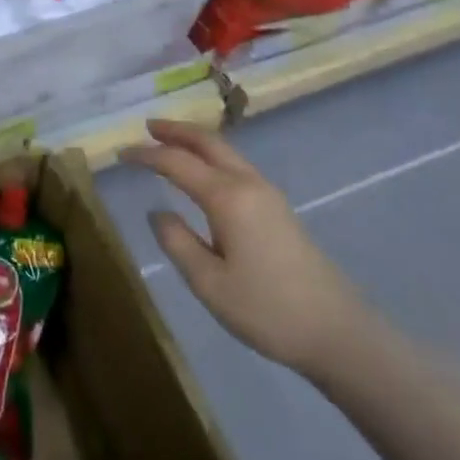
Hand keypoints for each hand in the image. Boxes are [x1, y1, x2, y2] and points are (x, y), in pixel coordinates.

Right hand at [122, 119, 370, 380]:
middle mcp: (248, 184)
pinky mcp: (278, 209)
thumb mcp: (209, 284)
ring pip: (225, 151)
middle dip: (176, 130)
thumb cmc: (268, 310)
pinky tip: (204, 173)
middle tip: (147, 127)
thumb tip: (158, 213)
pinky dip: (212, 157)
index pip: (177, 163)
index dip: (146, 155)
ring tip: (169, 143)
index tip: (121, 153)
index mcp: (227, 197)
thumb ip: (177, 242)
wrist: (338, 332)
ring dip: (195, 141)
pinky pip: (236, 166)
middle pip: (208, 142)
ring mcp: (268, 194)